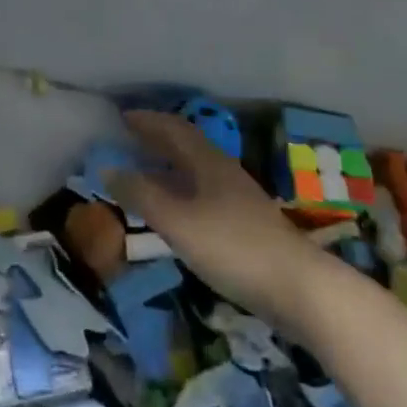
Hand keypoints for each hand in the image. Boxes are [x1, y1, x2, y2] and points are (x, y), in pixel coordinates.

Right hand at [104, 110, 325, 326]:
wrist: (299, 289)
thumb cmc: (232, 246)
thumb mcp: (177, 221)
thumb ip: (141, 195)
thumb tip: (107, 168)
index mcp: (208, 162)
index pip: (174, 129)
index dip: (148, 120)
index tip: (123, 117)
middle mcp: (223, 172)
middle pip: (187, 146)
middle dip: (157, 139)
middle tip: (129, 139)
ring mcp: (237, 199)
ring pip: (196, 171)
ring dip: (169, 166)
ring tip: (144, 173)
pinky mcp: (245, 225)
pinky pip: (203, 194)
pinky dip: (181, 191)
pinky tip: (174, 211)